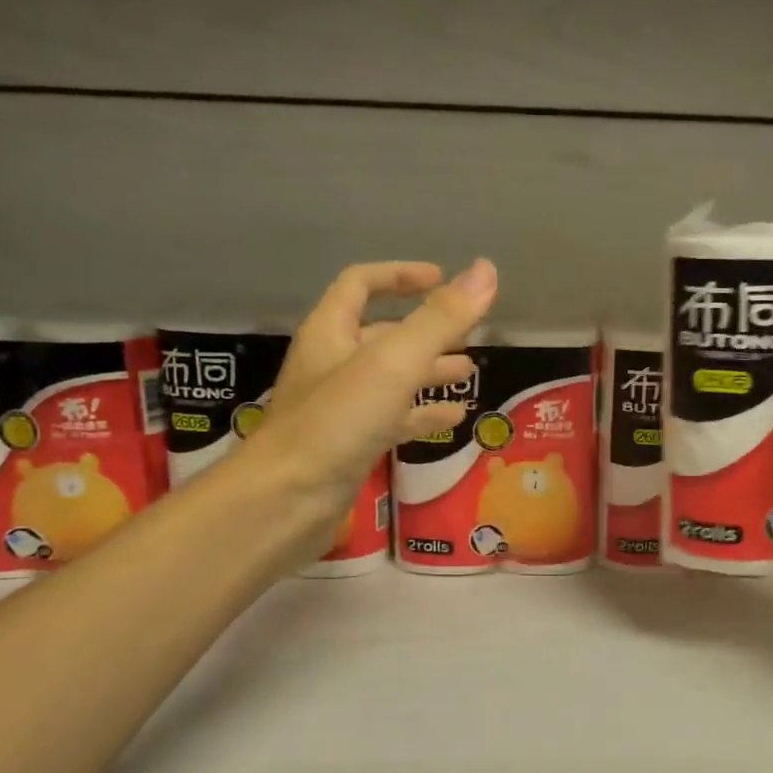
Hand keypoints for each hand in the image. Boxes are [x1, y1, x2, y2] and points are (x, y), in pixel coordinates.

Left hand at [240, 259, 496, 546]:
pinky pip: (392, 419)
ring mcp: (341, 408)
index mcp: (331, 332)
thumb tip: (486, 271)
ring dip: (429, 371)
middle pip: (382, 333)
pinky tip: (455, 419)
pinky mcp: (351, 445)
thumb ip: (441, 319)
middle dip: (427, 330)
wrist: (286, 501)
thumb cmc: (337, 422)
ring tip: (469, 372)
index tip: (443, 279)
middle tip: (470, 334)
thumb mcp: (394, 363)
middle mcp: (333, 364)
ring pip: (391, 378)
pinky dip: (423, 414)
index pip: (361, 284)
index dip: (400, 275)